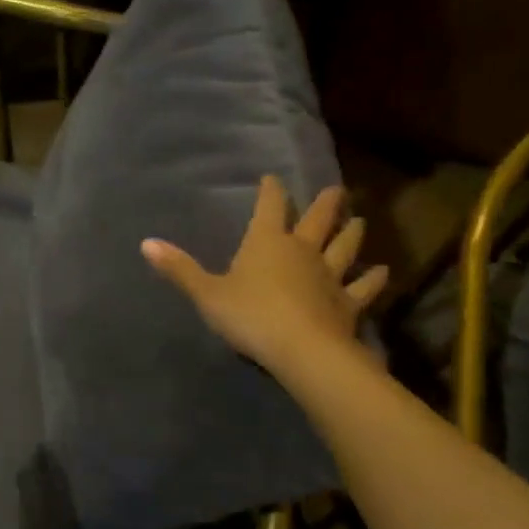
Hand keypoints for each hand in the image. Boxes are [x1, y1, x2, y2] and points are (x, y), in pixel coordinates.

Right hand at [141, 176, 387, 373]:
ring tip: (359, 220)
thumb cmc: (249, 316)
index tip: (272, 179)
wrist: (301, 349)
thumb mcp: (207, 294)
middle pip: (318, 220)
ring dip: (352, 233)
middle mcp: (302, 250)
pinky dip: (373, 280)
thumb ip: (180, 269)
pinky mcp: (348, 303)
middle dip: (326, 203)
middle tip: (337, 190)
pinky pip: (363, 287)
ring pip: (345, 247)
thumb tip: (146, 243)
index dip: (271, 191)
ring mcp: (329, 275)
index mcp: (267, 242)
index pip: (270, 206)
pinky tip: (382, 272)